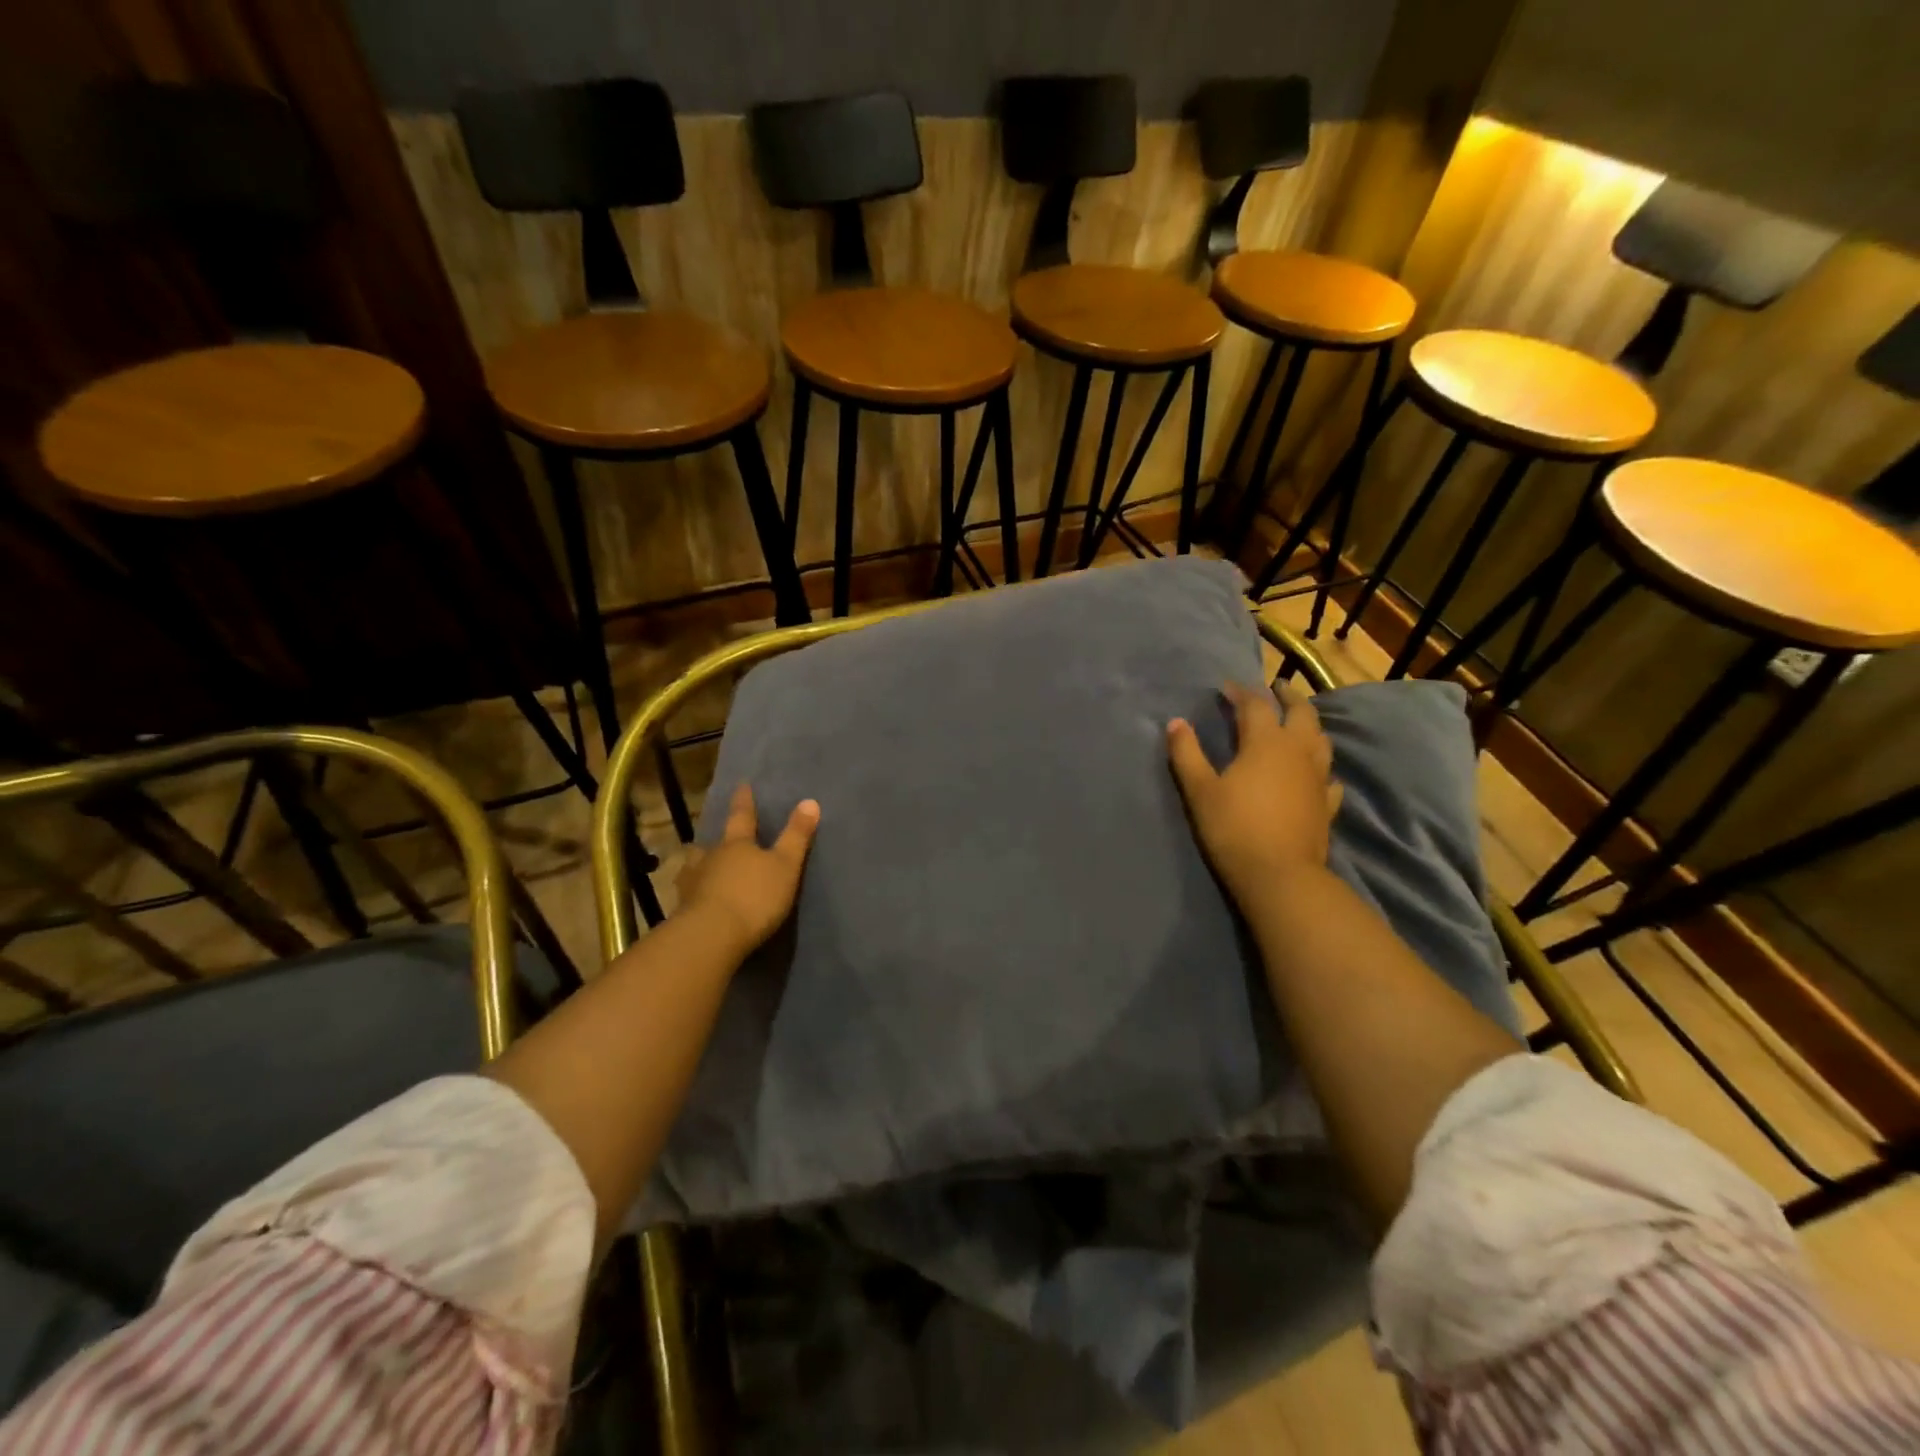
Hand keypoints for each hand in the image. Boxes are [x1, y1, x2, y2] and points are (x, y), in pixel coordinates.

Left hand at [674, 784, 819, 953]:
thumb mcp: (786, 865)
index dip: (744, 801)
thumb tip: (810, 801)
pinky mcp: (683, 912)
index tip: (742, 785)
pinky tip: (695, 901)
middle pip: (709, 844)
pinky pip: (687, 896)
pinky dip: (693, 895)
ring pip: (693, 868)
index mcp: (737, 844)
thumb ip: (797, 836)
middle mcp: (710, 858)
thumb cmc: (754, 896)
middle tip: (713, 840)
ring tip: (701, 870)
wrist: (712, 936)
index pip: (742, 816)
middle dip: (713, 841)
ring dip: (697, 867)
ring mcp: (692, 885)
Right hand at [1167, 682, 1342, 905]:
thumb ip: (1187, 753)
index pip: (1255, 705)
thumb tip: (1176, 723)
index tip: (1226, 687)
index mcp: (1266, 742)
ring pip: (1321, 739)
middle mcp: (1298, 751)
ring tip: (1297, 723)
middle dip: (1287, 697)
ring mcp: (1318, 777)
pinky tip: (1315, 773)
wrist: (1280, 875)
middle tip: (1276, 689)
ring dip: (1309, 725)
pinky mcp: (1327, 803)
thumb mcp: (1200, 790)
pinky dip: (1320, 766)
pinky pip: (1328, 776)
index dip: (1241, 692)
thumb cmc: (1234, 828)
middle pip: (1301, 712)